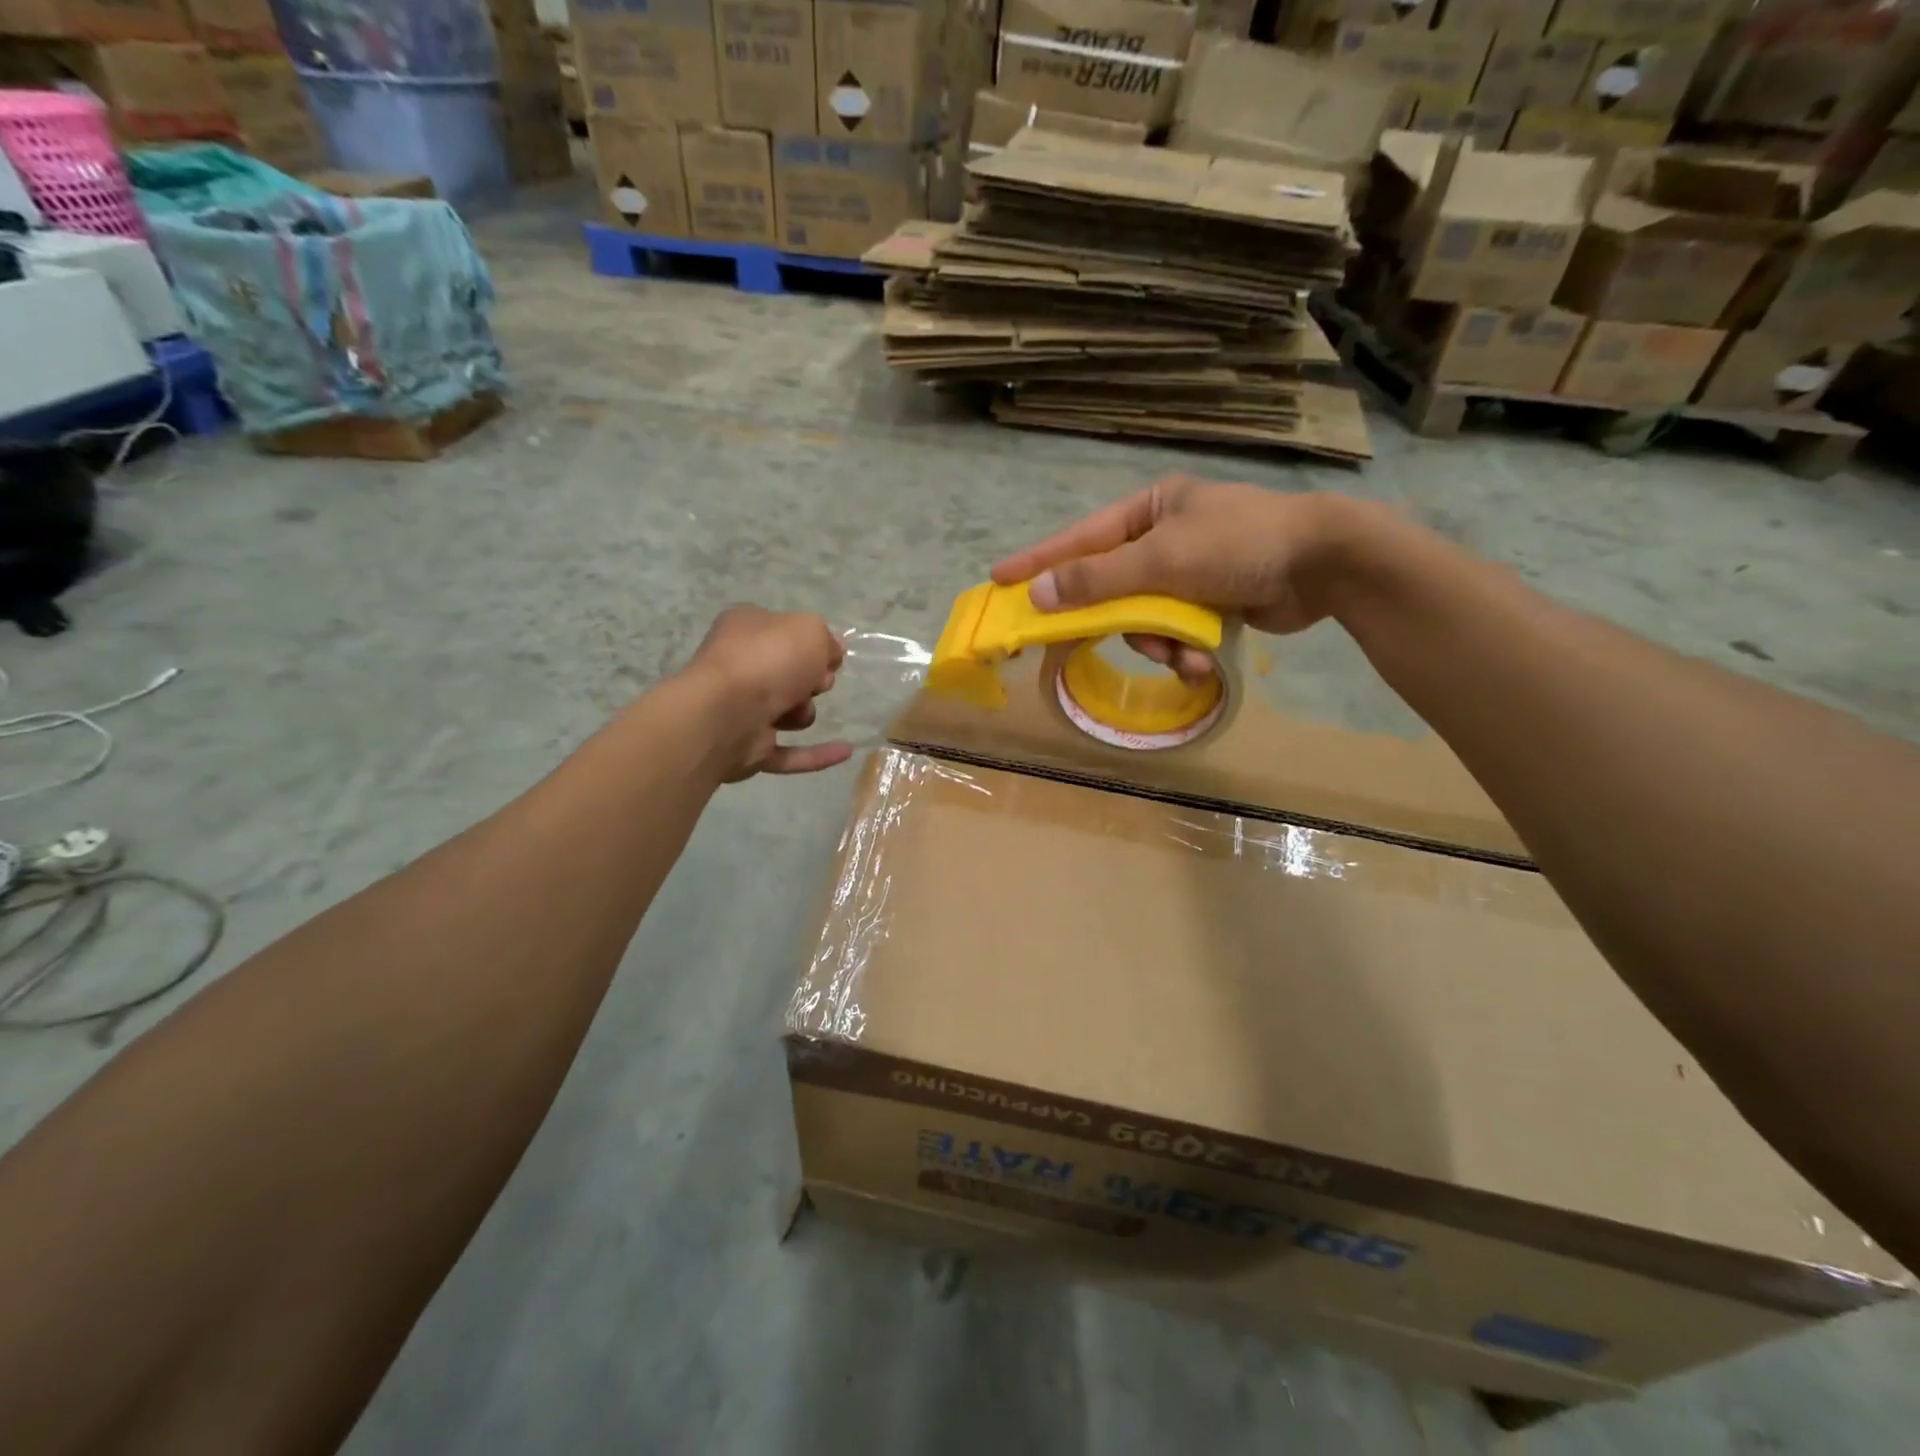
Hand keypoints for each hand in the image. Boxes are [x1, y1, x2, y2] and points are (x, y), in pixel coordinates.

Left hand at [683, 606, 852, 780]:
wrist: (727, 712)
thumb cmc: (768, 659)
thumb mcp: (811, 631)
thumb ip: (827, 640)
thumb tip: (830, 655)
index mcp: (745, 629)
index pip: (784, 632)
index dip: (811, 645)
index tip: (831, 657)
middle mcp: (738, 667)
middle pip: (788, 673)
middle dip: (810, 680)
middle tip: (818, 682)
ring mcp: (739, 710)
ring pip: (787, 711)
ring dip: (804, 713)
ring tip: (800, 711)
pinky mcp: (747, 749)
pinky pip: (789, 753)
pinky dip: (816, 754)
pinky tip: (846, 751)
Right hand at [991, 476, 1356, 682]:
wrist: (1324, 564)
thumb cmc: (1239, 544)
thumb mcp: (1162, 559)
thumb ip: (1099, 579)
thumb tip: (1040, 595)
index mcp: (1149, 510)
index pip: (1080, 539)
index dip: (1039, 563)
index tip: (1000, 581)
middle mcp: (1164, 538)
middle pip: (1113, 587)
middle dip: (1119, 621)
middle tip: (1089, 643)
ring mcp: (1189, 572)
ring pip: (1145, 619)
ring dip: (1160, 644)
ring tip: (1183, 656)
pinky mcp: (1211, 603)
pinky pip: (1176, 632)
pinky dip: (1185, 650)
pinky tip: (1202, 662)